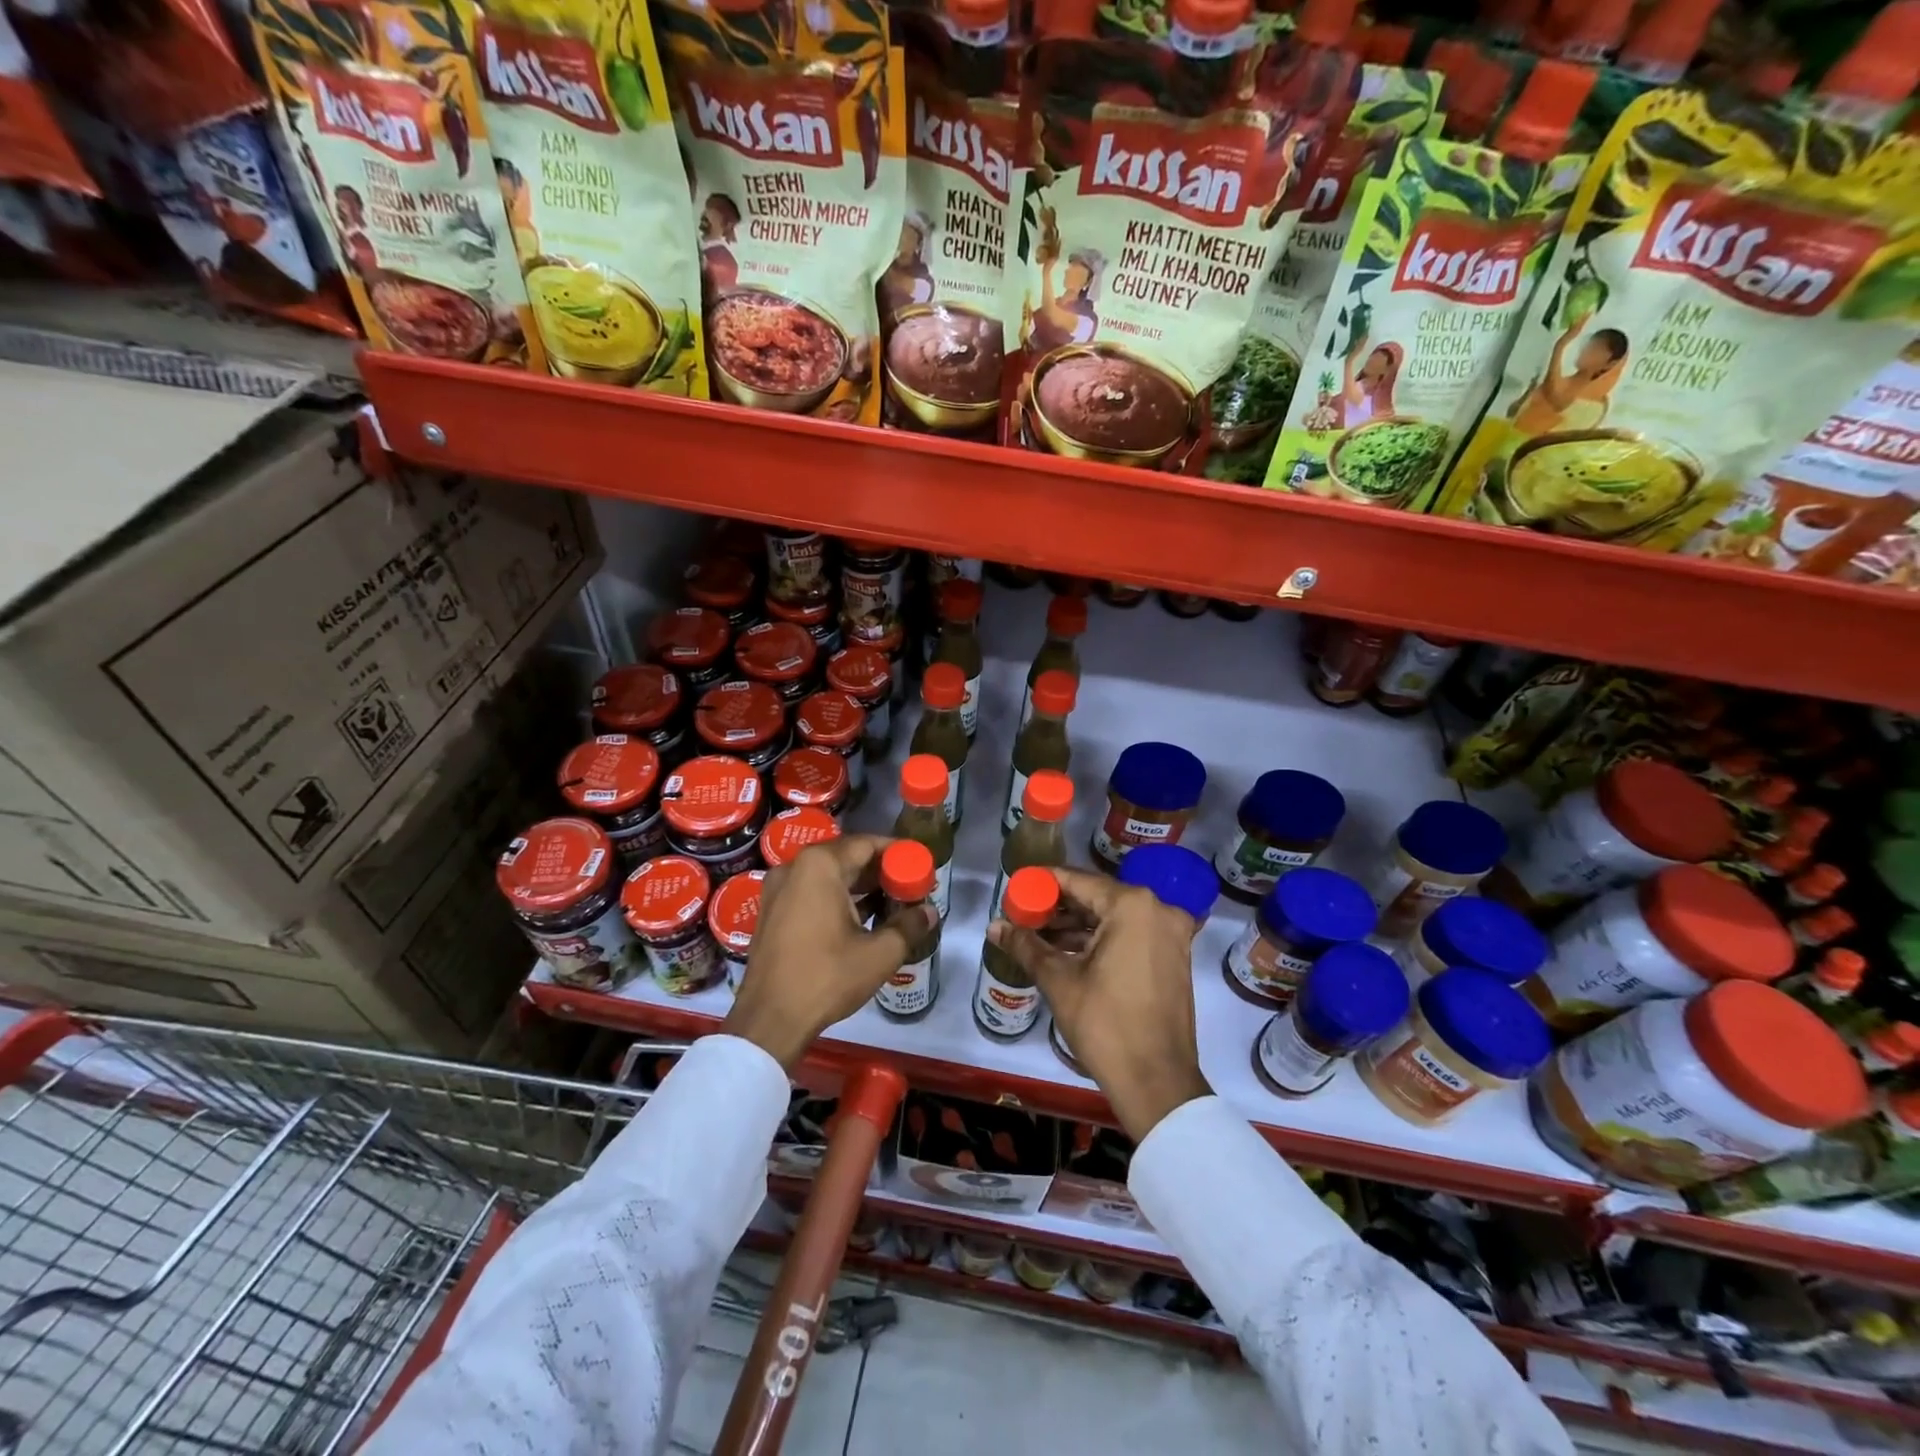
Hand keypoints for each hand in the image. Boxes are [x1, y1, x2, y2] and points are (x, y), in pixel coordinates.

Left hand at [724, 835, 930, 1070]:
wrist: (769, 1020)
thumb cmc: (826, 977)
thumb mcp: (879, 953)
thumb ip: (909, 926)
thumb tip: (930, 912)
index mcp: (819, 866)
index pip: (866, 844)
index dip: (896, 852)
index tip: (918, 865)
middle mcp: (794, 867)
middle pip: (846, 857)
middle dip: (879, 870)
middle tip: (908, 885)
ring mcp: (777, 889)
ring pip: (827, 875)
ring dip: (858, 886)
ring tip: (890, 902)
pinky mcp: (771, 912)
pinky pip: (810, 892)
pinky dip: (836, 898)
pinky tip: (860, 918)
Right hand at [987, 868, 1211, 1141]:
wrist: (1157, 1083)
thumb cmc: (1105, 1024)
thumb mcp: (1059, 980)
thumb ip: (1026, 945)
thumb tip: (994, 926)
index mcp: (1132, 906)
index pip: (1077, 880)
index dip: (1043, 883)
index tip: (1016, 888)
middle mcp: (1158, 909)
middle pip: (1097, 897)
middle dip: (1058, 906)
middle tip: (1023, 915)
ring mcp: (1171, 934)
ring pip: (1114, 917)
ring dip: (1078, 925)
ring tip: (1038, 935)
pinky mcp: (1174, 957)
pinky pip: (1131, 935)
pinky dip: (1101, 940)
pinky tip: (1068, 951)